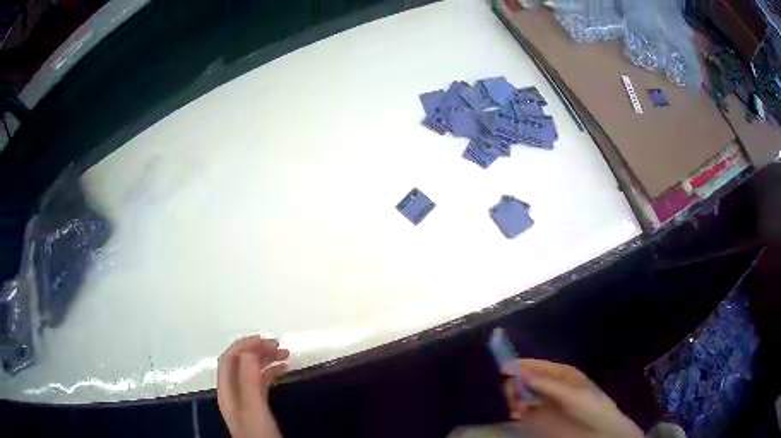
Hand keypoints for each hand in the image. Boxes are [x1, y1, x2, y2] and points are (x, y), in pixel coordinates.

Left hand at [217, 336, 289, 437]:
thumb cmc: (259, 434)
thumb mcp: (254, 408)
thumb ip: (248, 381)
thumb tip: (248, 352)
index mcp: (227, 390)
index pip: (229, 359)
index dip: (243, 345)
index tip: (265, 339)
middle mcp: (233, 391)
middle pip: (240, 363)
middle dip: (256, 350)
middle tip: (279, 345)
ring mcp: (244, 398)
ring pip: (251, 371)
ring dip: (265, 359)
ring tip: (285, 354)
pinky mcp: (256, 405)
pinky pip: (260, 382)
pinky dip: (270, 372)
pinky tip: (283, 370)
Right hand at [503, 359, 642, 437]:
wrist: (599, 430)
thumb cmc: (590, 406)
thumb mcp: (572, 393)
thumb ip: (547, 384)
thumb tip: (521, 372)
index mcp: (561, 373)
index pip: (537, 365)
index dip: (521, 365)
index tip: (504, 370)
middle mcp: (550, 384)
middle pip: (525, 379)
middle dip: (516, 385)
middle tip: (515, 397)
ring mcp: (545, 400)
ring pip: (521, 393)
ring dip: (515, 398)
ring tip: (517, 409)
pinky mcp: (540, 415)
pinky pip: (523, 408)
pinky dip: (517, 409)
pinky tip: (518, 414)